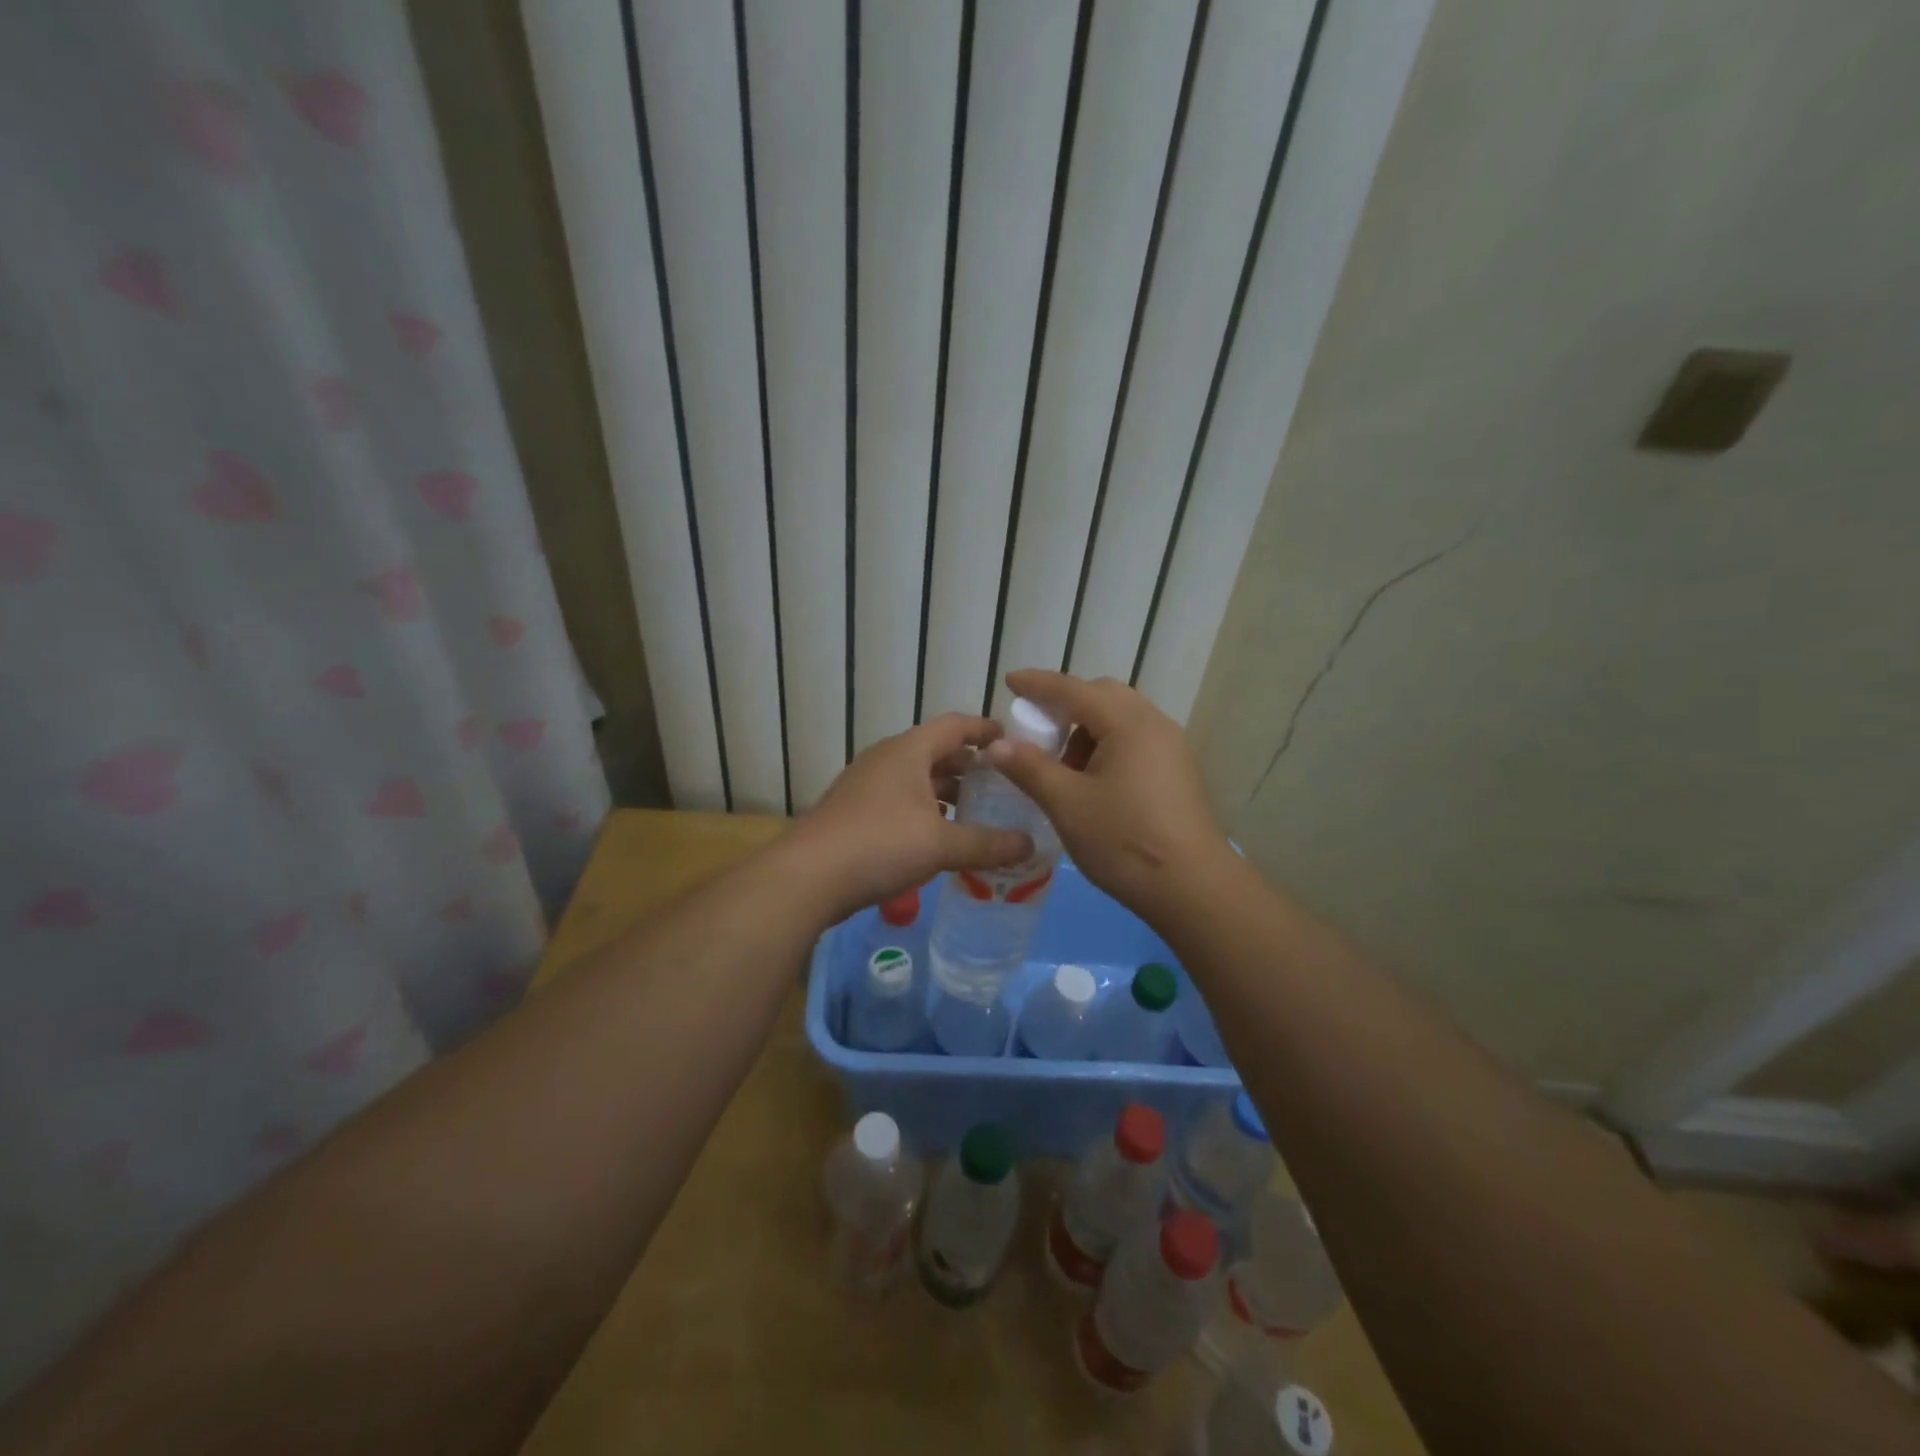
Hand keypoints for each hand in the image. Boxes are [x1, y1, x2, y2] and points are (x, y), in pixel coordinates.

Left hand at [789, 713, 1033, 919]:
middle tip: (1002, 785)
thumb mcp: (942, 845)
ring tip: (977, 812)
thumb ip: (988, 844)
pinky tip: (939, 836)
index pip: (956, 725)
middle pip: (936, 751)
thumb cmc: (880, 844)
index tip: (1012, 741)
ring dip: (946, 792)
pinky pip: (900, 800)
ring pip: (916, 779)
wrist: (808, 876)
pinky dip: (924, 810)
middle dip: (969, 766)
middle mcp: (886, 759)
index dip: (985, 730)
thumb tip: (1031, 845)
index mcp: (909, 750)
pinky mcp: (854, 812)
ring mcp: (866, 785)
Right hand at [986, 670, 1228, 917]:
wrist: (1192, 887)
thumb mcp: (1067, 804)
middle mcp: (1153, 724)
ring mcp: (1171, 747)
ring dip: (1086, 730)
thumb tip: (997, 744)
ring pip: (1120, 719)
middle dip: (1065, 706)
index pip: (1073, 690)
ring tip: (1064, 770)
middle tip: (1037, 733)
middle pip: (1102, 696)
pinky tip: (1093, 783)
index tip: (1009, 682)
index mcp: (1127, 723)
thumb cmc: (1124, 840)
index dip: (1038, 685)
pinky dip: (1107, 746)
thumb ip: (1030, 768)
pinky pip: (1135, 740)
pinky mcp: (1177, 770)